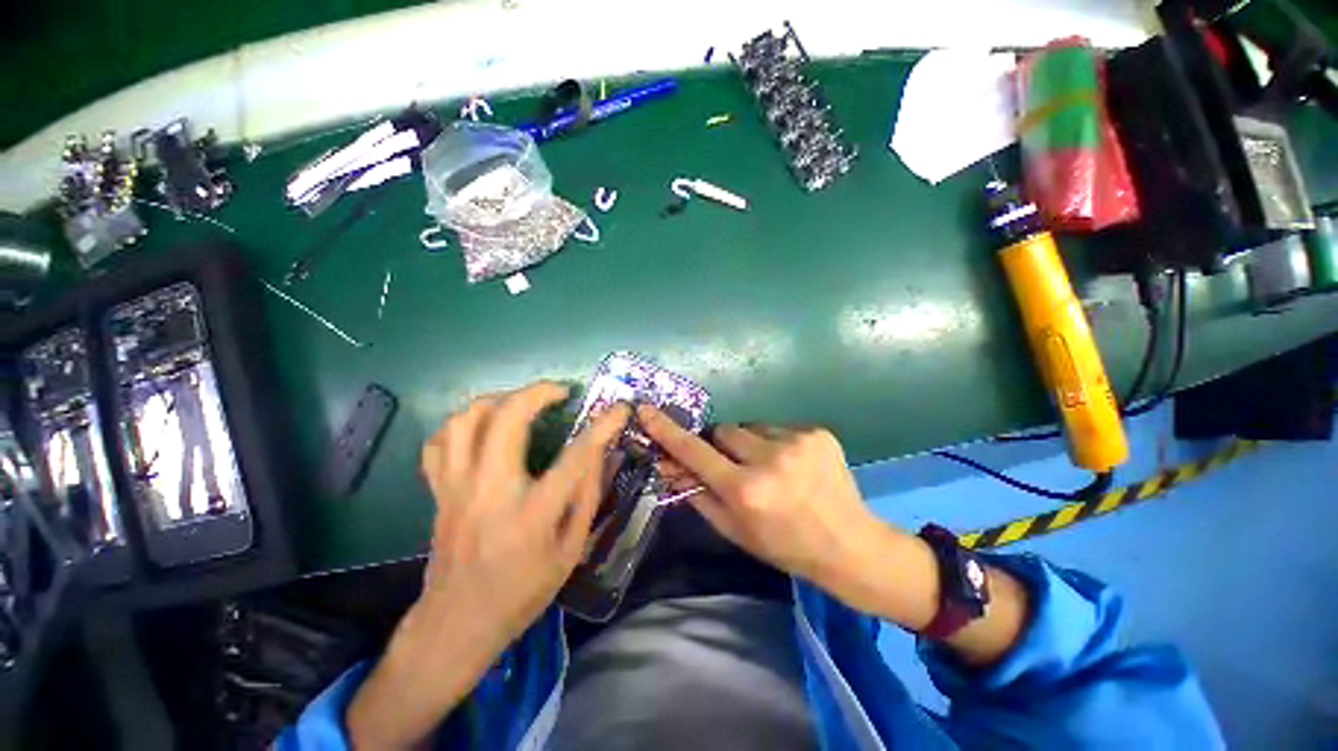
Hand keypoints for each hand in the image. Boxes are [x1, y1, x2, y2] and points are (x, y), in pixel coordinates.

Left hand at [348, 383, 628, 748]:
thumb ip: (587, 497)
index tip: (619, 409)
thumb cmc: (522, 592)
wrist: (457, 623)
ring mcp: (456, 488)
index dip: (602, 427)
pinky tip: (484, 427)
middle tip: (559, 392)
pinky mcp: (439, 491)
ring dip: (498, 399)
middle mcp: (490, 491)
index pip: (575, 457)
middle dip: (538, 392)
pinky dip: (463, 424)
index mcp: (531, 514)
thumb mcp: (570, 551)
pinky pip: (440, 441)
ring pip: (466, 420)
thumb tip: (599, 452)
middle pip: (507, 419)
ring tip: (521, 403)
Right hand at [639, 404, 1030, 665]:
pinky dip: (776, 442)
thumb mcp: (735, 529)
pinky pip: (777, 428)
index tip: (645, 410)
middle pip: (724, 431)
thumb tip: (669, 466)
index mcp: (746, 491)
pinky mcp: (817, 433)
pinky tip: (793, 465)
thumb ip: (698, 494)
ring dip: (751, 444)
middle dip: (723, 446)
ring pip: (751, 428)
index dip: (667, 432)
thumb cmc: (784, 544)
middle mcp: (770, 461)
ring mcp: (797, 442)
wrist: (849, 544)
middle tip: (737, 468)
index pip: (695, 453)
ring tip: (771, 468)